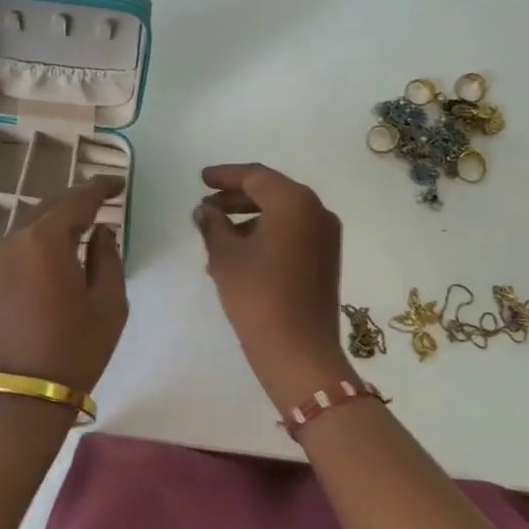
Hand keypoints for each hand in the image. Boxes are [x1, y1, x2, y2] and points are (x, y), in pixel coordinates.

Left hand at [0, 176, 128, 398]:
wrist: (18, 397)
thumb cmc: (73, 349)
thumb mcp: (108, 304)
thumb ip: (107, 258)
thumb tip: (100, 231)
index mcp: (45, 240)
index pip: (77, 199)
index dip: (100, 187)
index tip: (118, 182)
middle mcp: (15, 240)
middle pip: (49, 206)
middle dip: (77, 199)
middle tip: (103, 198)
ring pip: (31, 223)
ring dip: (57, 218)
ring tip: (83, 223)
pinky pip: (19, 244)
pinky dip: (41, 237)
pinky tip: (58, 249)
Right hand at [193, 163, 351, 409]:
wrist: (299, 351)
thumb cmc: (258, 296)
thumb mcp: (225, 258)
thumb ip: (213, 225)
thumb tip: (205, 211)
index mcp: (294, 202)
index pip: (256, 176)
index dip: (225, 176)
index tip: (201, 180)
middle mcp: (317, 211)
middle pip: (272, 193)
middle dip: (236, 198)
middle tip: (206, 206)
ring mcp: (326, 236)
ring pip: (283, 215)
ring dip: (250, 218)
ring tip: (216, 234)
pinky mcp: (326, 259)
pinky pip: (293, 234)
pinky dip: (267, 234)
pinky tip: (239, 254)